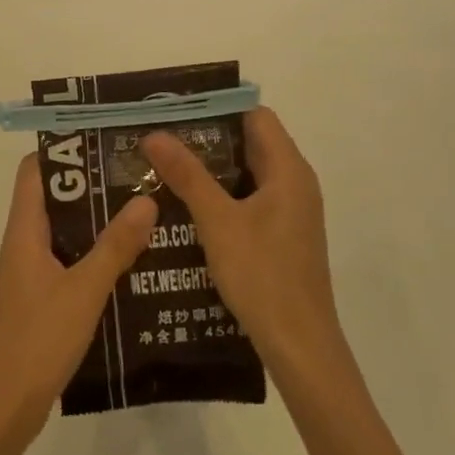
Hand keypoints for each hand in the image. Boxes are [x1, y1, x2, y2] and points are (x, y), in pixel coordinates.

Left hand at [0, 154, 157, 450]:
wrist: (4, 405)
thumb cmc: (37, 338)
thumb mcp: (83, 290)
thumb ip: (115, 246)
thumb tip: (145, 197)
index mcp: (25, 230)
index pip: (35, 170)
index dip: (64, 149)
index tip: (105, 140)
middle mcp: (25, 243)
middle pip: (56, 197)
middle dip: (94, 184)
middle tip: (139, 173)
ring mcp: (33, 272)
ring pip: (67, 231)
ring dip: (100, 220)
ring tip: (146, 209)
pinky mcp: (44, 298)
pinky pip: (72, 261)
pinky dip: (98, 254)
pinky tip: (135, 260)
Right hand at [142, 108, 345, 379]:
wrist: (300, 345)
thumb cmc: (262, 275)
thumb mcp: (217, 221)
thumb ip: (187, 175)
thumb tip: (154, 133)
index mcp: (288, 170)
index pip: (255, 116)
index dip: (217, 108)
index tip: (176, 111)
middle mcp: (295, 184)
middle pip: (250, 143)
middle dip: (206, 138)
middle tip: (160, 139)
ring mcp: (291, 212)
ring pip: (247, 174)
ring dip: (210, 170)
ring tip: (164, 168)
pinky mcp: (282, 236)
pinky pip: (249, 200)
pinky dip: (221, 196)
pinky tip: (186, 208)